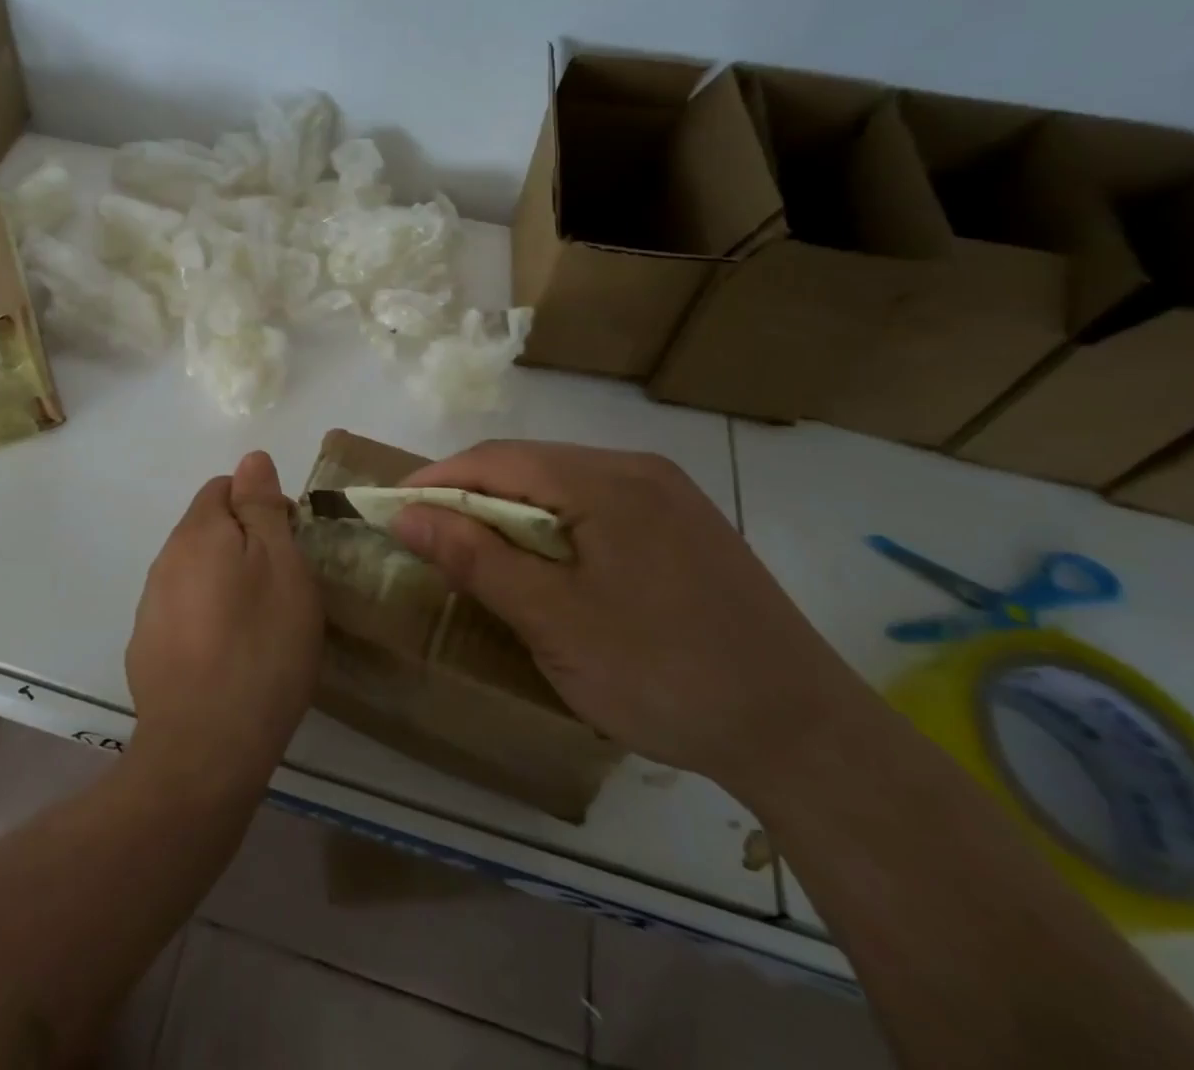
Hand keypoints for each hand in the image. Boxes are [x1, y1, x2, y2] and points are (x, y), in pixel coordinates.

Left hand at [125, 452, 323, 801]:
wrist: (205, 748)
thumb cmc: (260, 646)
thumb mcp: (281, 565)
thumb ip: (261, 507)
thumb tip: (251, 458)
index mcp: (197, 532)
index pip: (224, 487)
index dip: (262, 505)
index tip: (291, 543)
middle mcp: (165, 560)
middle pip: (208, 529)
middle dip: (245, 543)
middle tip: (284, 587)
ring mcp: (150, 607)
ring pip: (195, 572)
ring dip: (226, 582)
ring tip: (261, 625)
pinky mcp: (147, 648)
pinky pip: (183, 612)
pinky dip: (207, 618)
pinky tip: (229, 655)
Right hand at [390, 441, 871, 793]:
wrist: (803, 733)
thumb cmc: (664, 674)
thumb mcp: (553, 621)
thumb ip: (475, 559)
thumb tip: (404, 515)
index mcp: (606, 481)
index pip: (495, 460)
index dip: (435, 482)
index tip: (390, 511)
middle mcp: (637, 469)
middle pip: (527, 464)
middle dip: (469, 495)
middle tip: (427, 538)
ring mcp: (667, 494)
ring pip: (560, 483)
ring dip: (509, 511)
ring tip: (476, 553)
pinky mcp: (682, 523)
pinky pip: (594, 504)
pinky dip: (551, 525)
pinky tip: (544, 563)